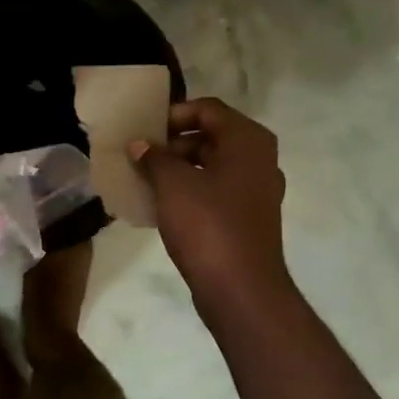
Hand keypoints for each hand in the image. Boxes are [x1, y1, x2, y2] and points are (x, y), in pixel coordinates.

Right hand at [131, 98, 292, 305]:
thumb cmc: (208, 226)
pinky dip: (190, 191)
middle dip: (173, 143)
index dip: (174, 114)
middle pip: (211, 136)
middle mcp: (259, 160)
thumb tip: (140, 145)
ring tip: (145, 180)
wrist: (240, 289)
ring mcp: (256, 191)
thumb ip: (154, 158)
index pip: (208, 109)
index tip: (144, 131)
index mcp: (248, 141)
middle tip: (140, 156)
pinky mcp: (248, 218)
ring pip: (213, 165)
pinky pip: (216, 191)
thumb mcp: (173, 185)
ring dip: (179, 168)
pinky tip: (162, 205)